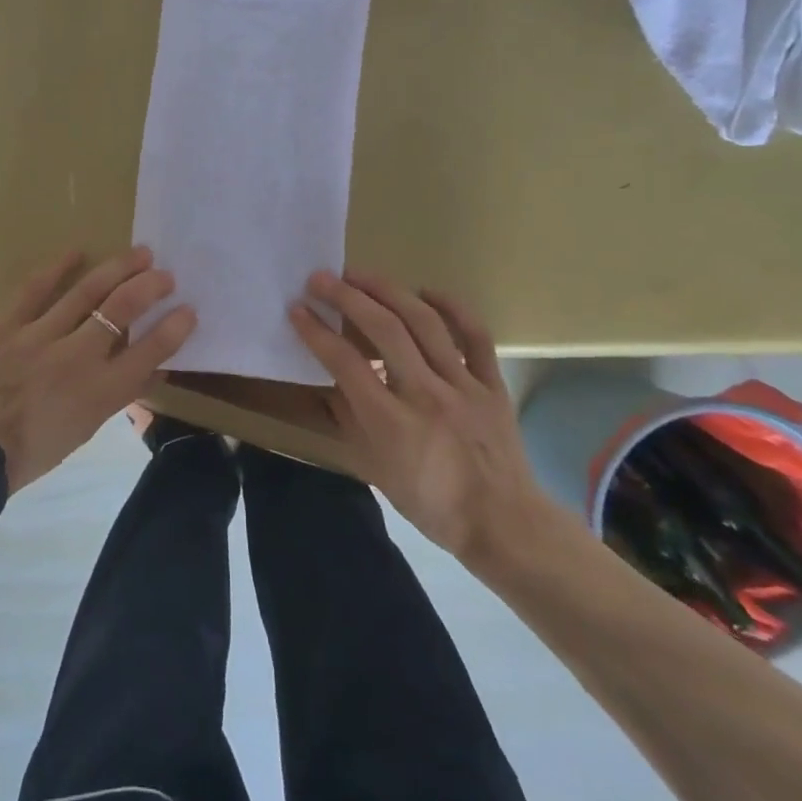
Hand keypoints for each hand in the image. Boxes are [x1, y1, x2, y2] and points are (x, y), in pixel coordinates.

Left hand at [0, 246, 195, 492]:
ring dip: (117, 269)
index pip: (149, 352)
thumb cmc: (35, 450)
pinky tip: (78, 251)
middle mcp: (76, 359)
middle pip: (121, 310)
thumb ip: (119, 393)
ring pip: (86, 292)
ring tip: (139, 253)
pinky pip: (34, 290)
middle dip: (150, 287)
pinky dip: (57, 268)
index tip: (189, 309)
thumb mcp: (87, 428)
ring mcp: (39, 338)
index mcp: (99, 393)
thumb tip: (153, 365)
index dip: (174, 328)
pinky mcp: (7, 327)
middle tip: (166, 274)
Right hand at [288, 270, 556, 573]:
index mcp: (392, 423)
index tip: (297, 308)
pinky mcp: (491, 383)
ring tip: (360, 275)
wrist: (504, 525)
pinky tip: (426, 291)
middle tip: (320, 278)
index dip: (316, 331)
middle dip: (346, 297)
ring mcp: (463, 385)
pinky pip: (475, 335)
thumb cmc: (430, 503)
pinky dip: (452, 307)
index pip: (346, 363)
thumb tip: (330, 379)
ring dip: (388, 291)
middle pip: (384, 330)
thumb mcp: (374, 469)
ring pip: (425, 323)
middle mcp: (426, 395)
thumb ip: (349, 420)